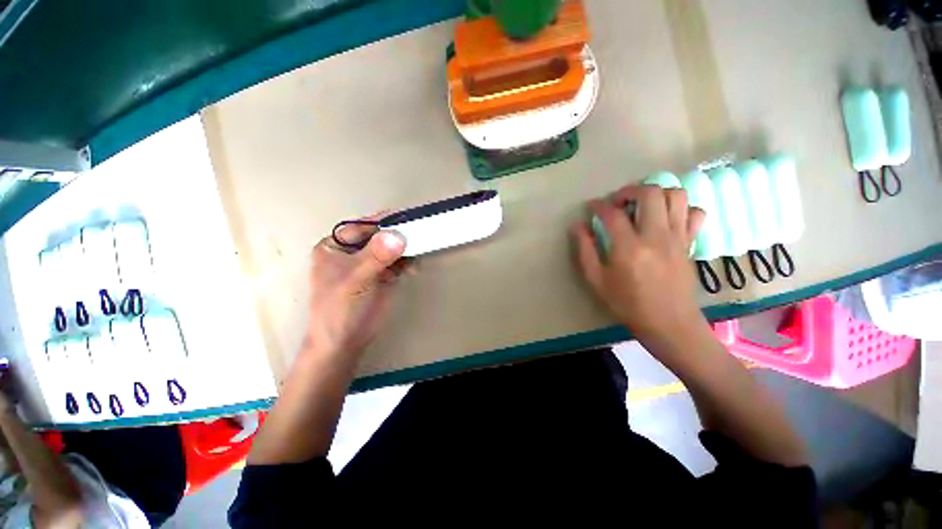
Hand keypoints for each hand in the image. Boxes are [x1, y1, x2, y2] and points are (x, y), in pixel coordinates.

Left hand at [303, 219, 409, 357]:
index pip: (361, 227)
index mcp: (333, 246)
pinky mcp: (381, 278)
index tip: (406, 218)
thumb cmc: (338, 310)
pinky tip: (415, 264)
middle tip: (419, 231)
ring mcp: (367, 265)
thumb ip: (375, 256)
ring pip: (390, 248)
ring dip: (405, 247)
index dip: (382, 222)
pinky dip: (408, 261)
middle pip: (377, 235)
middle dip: (397, 234)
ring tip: (421, 248)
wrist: (341, 345)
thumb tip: (397, 235)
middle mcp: (351, 251)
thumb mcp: (354, 280)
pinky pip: (398, 262)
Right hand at [570, 185, 706, 343]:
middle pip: (649, 192)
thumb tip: (578, 226)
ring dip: (660, 193)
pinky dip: (685, 209)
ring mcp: (677, 237)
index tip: (594, 209)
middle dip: (631, 190)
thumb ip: (586, 252)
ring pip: (675, 195)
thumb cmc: (632, 308)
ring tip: (649, 206)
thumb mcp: (600, 285)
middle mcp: (656, 236)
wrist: (671, 325)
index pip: (612, 213)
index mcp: (630, 248)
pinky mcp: (690, 242)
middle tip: (623, 202)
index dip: (599, 206)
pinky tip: (672, 219)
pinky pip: (696, 213)